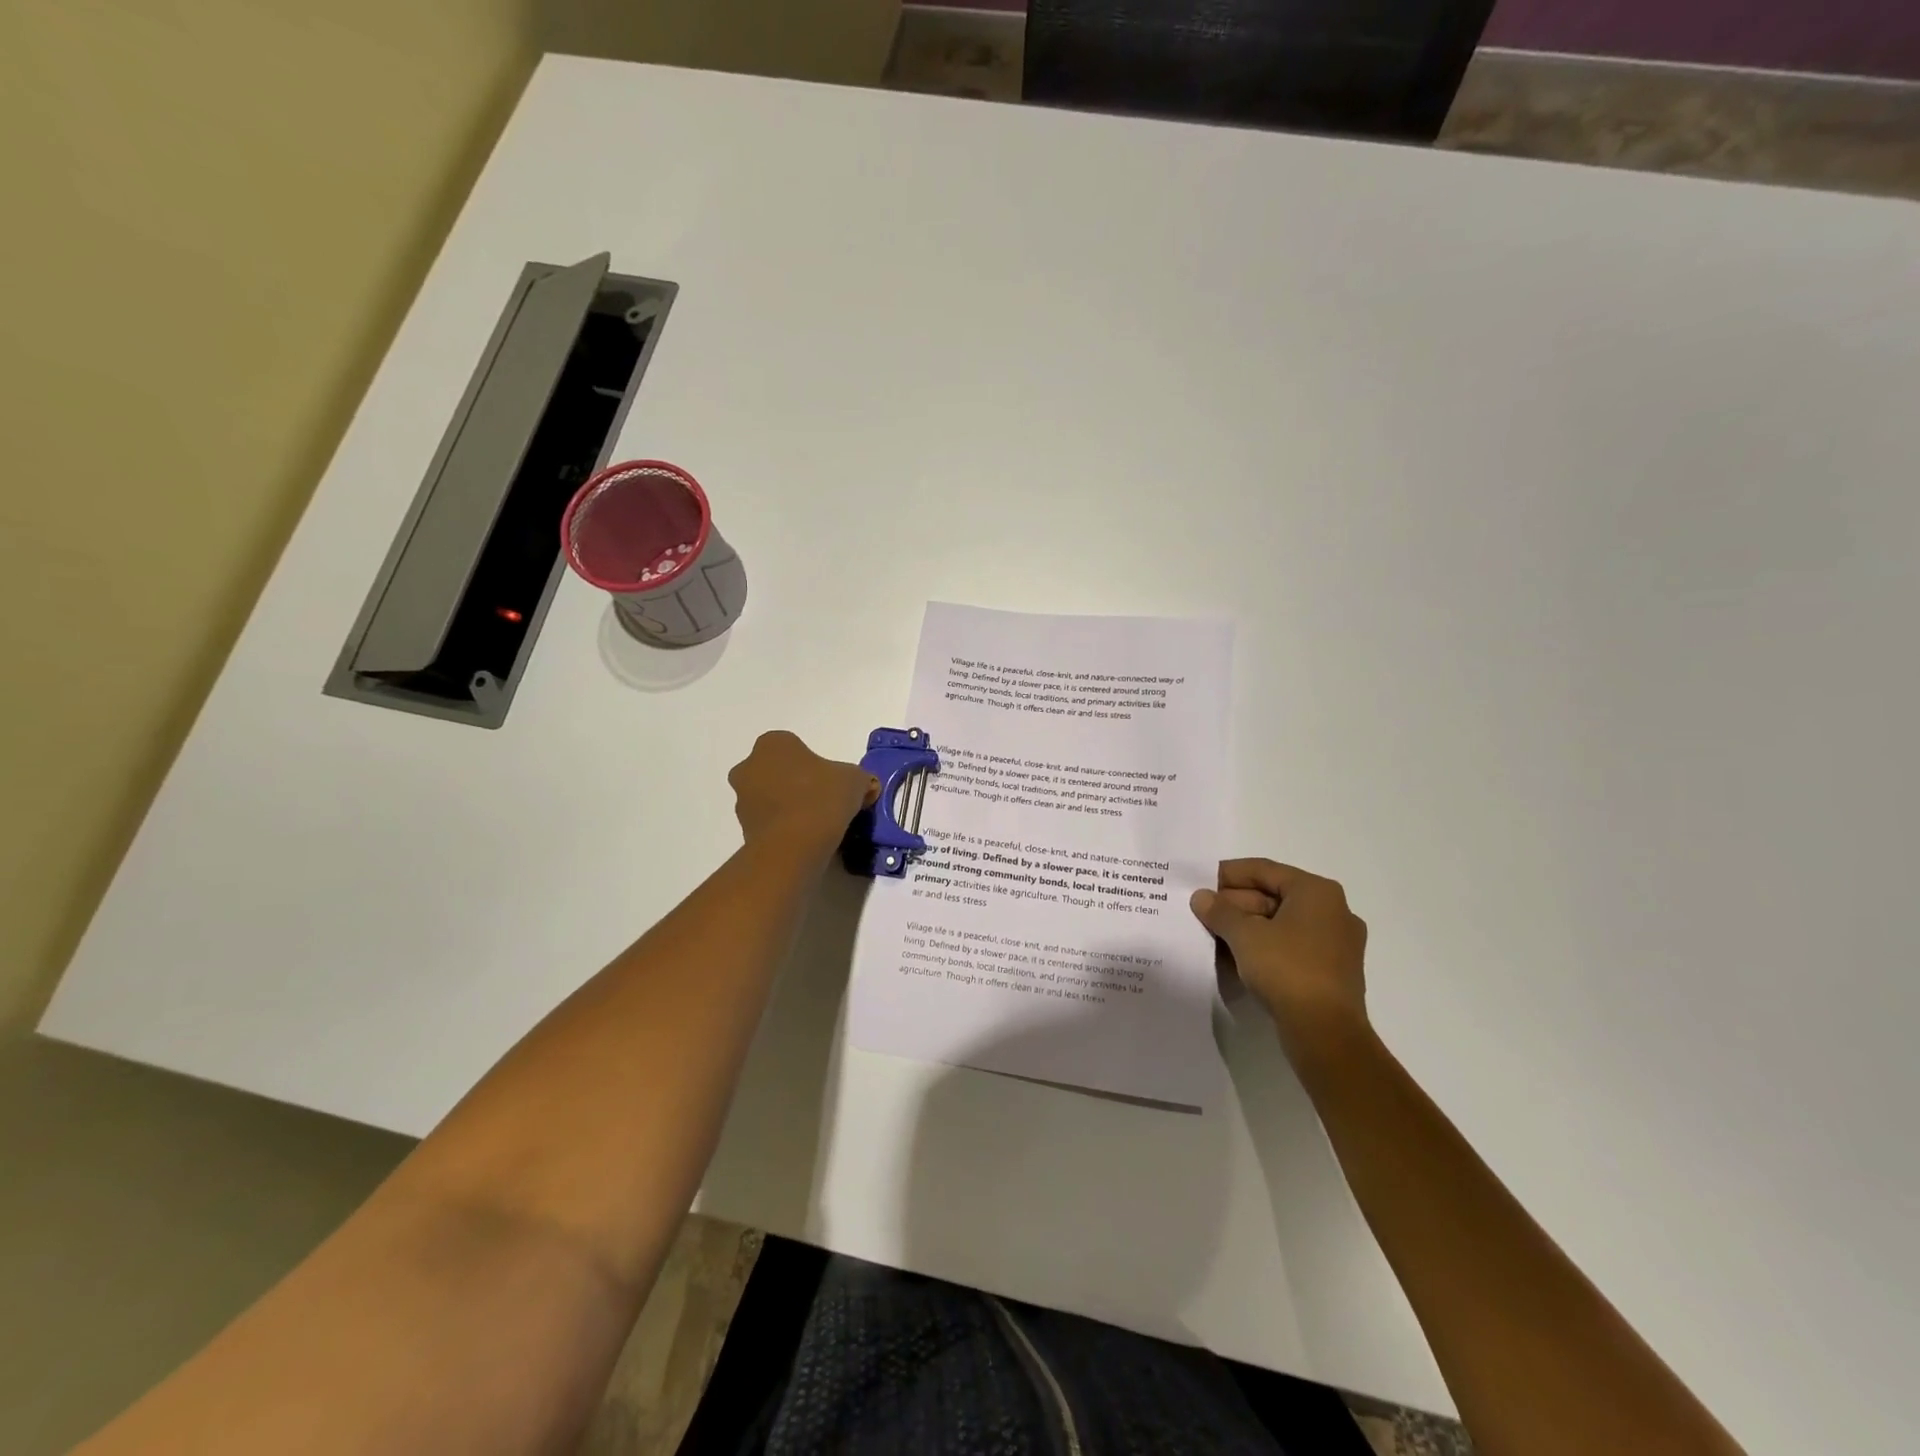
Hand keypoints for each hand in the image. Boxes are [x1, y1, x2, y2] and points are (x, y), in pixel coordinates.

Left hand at [728, 731, 878, 856]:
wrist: (793, 847)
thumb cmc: (822, 799)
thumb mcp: (855, 780)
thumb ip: (859, 779)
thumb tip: (864, 789)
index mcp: (773, 744)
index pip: (796, 747)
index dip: (816, 764)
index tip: (832, 783)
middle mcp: (749, 766)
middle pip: (779, 771)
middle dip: (798, 784)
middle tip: (825, 802)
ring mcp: (741, 799)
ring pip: (770, 797)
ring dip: (788, 806)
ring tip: (816, 825)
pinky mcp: (742, 829)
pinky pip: (769, 823)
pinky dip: (783, 828)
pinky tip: (804, 839)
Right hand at [1191, 859, 1368, 1060]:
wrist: (1326, 1033)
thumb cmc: (1287, 969)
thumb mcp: (1244, 935)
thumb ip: (1219, 911)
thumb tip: (1201, 897)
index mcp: (1317, 892)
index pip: (1264, 870)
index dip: (1228, 874)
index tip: (1199, 882)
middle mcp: (1333, 911)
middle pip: (1274, 896)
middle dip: (1235, 903)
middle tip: (1203, 912)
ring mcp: (1336, 943)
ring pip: (1281, 923)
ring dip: (1247, 926)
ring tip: (1214, 934)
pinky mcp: (1332, 971)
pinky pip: (1292, 947)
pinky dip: (1265, 946)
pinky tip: (1237, 957)